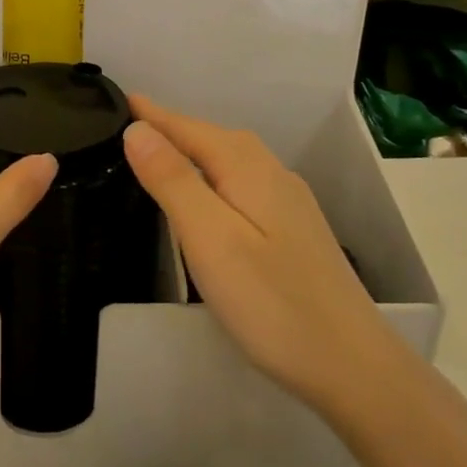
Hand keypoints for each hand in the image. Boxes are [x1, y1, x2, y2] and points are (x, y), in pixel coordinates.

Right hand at [122, 95, 395, 411]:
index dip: (148, 114)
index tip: (112, 99)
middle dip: (166, 127)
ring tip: (149, 153)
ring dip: (188, 151)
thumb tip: (137, 129)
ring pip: (225, 161)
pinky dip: (209, 176)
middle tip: (120, 126)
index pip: (185, 126)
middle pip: (207, 138)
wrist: (353, 366)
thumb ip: (172, 180)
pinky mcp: (291, 229)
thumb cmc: (272, 302)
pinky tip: (201, 196)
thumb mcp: (210, 238)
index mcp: (246, 166)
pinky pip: (238, 183)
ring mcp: (286, 201)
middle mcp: (269, 172)